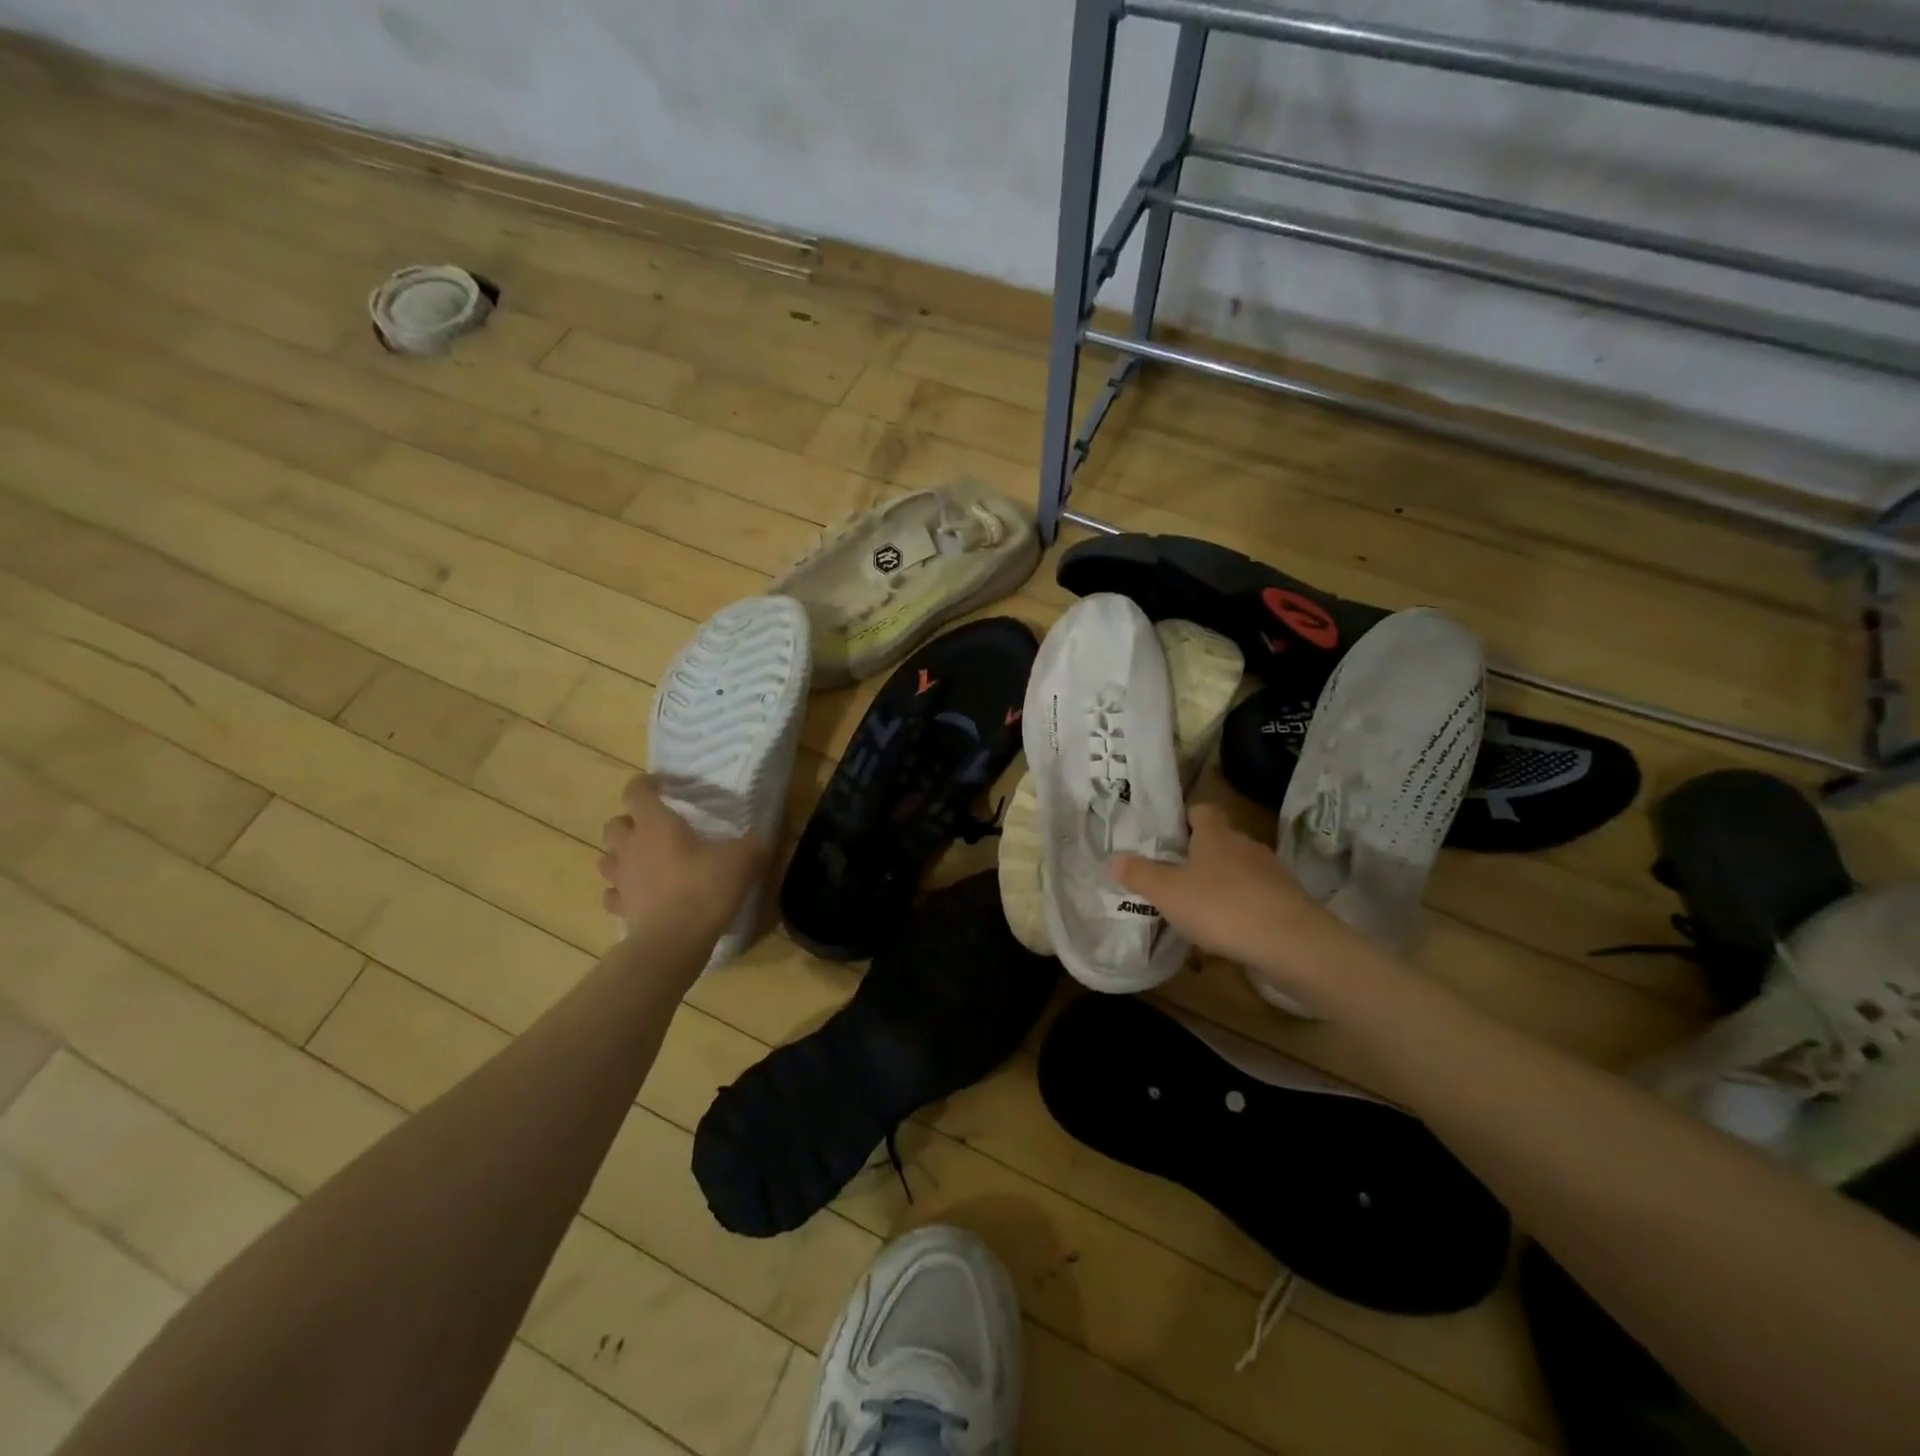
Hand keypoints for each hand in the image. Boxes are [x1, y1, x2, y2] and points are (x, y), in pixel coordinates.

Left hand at [598, 774, 765, 941]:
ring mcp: (620, 879)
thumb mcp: (743, 859)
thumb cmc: (705, 888)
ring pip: (607, 858)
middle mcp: (630, 846)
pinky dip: (622, 891)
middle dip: (631, 822)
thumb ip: (756, 840)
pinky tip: (640, 894)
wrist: (674, 941)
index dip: (647, 784)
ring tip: (645, 860)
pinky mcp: (620, 908)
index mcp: (656, 824)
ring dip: (621, 855)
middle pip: (614, 824)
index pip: (636, 791)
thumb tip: (767, 828)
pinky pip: (613, 894)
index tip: (665, 786)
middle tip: (656, 828)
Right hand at [1111, 803, 1360, 1006]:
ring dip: (1222, 883)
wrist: (1292, 944)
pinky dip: (1242, 907)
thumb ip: (1140, 875)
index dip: (1183, 818)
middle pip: (1220, 840)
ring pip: (1240, 869)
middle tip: (1174, 874)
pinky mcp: (1288, 900)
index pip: (1201, 810)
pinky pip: (1257, 896)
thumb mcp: (1168, 893)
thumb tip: (1115, 857)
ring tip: (1199, 907)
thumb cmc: (1221, 907)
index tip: (1166, 835)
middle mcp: (1245, 844)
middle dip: (1200, 855)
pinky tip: (1229, 930)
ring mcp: (1272, 872)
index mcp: (1215, 834)